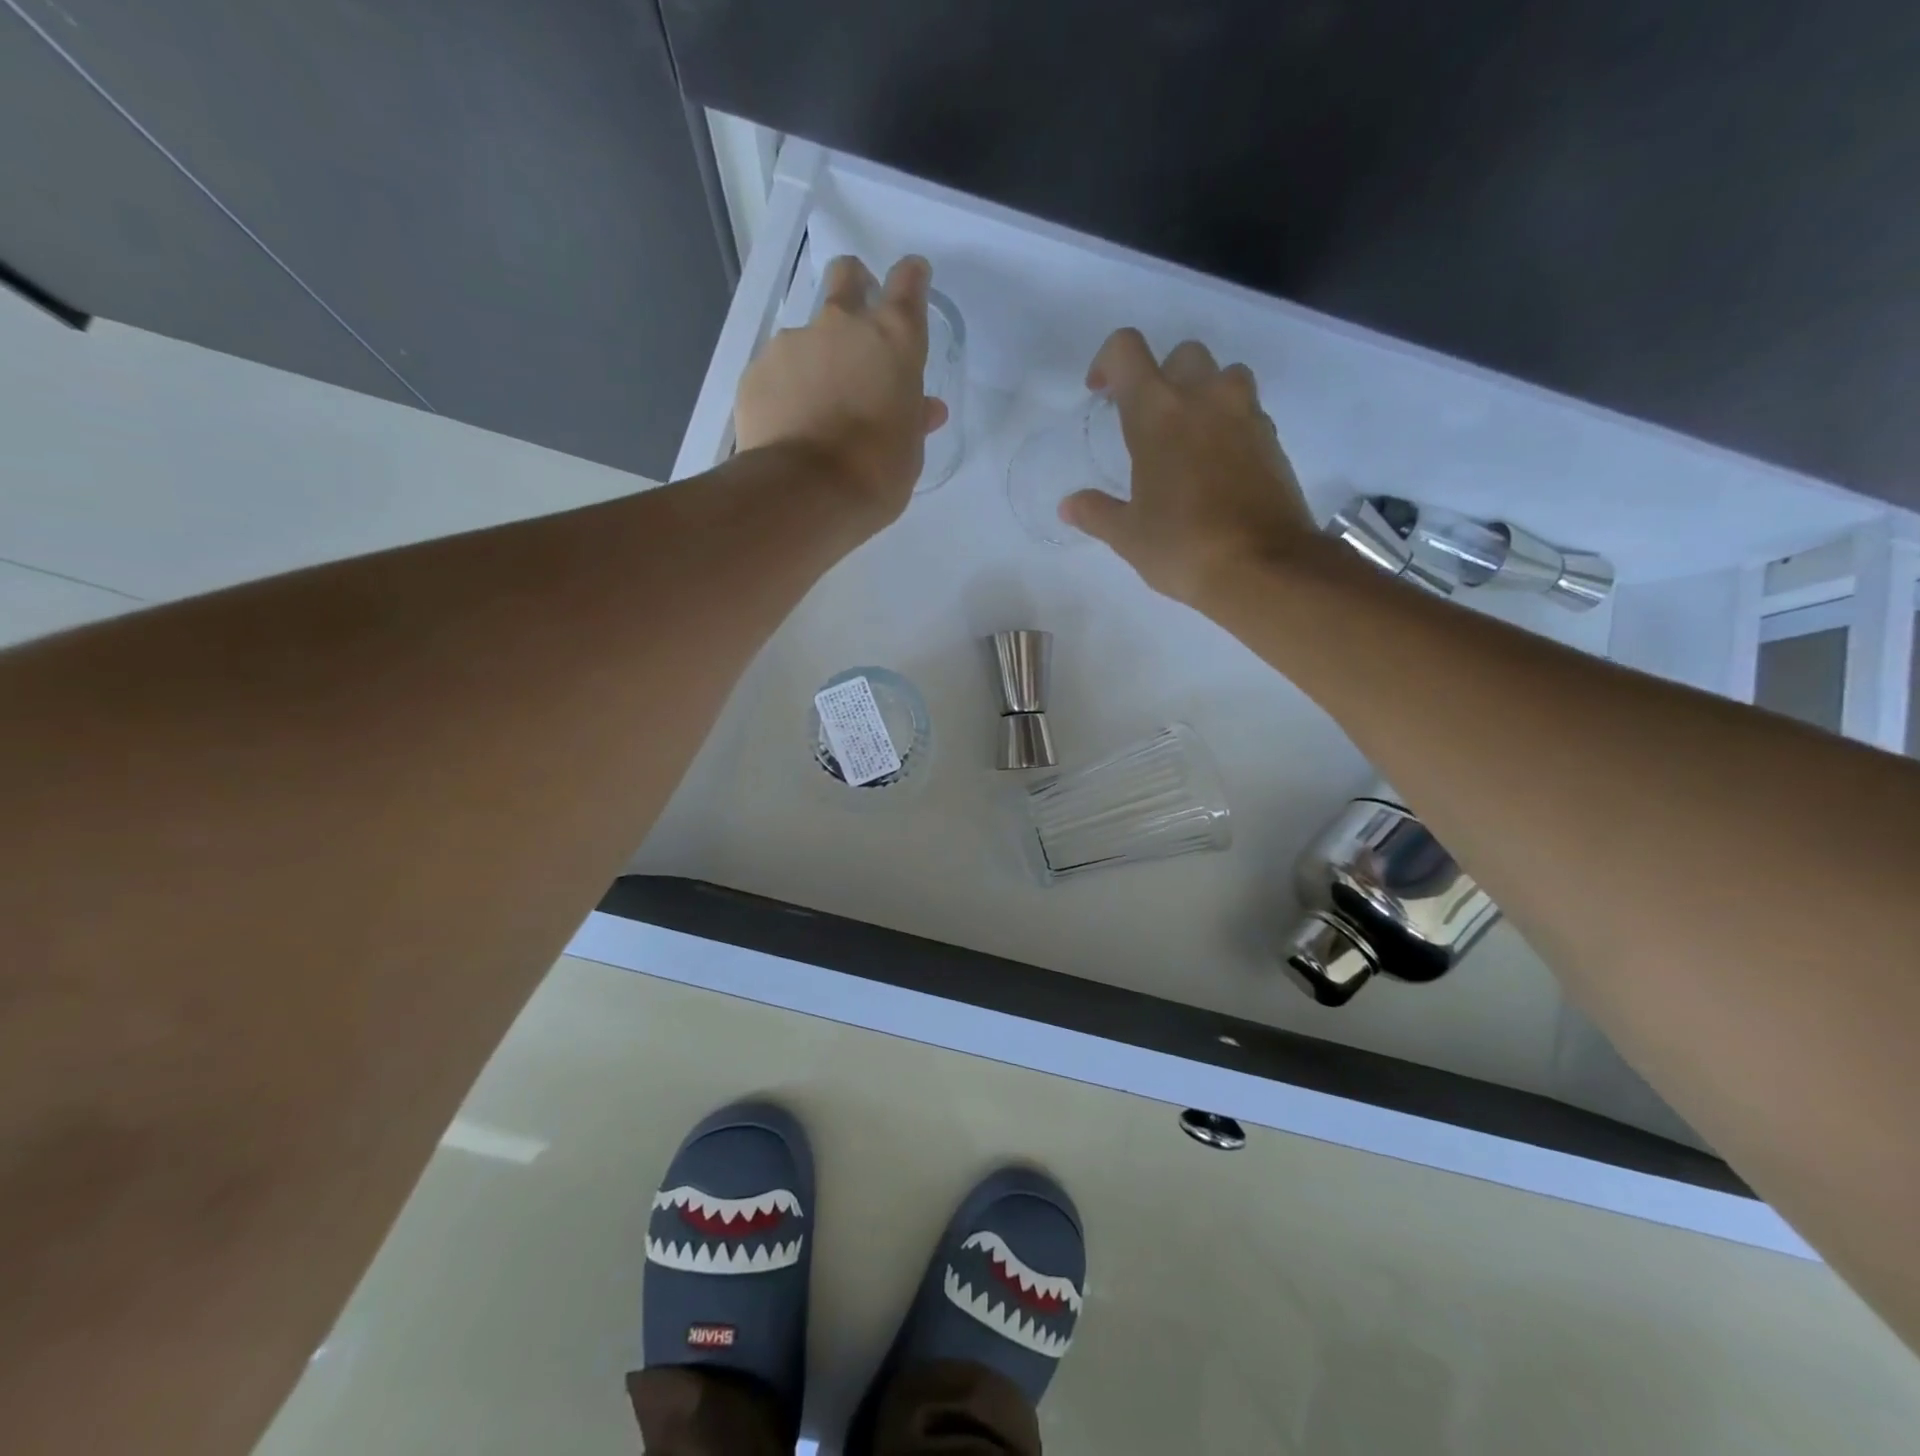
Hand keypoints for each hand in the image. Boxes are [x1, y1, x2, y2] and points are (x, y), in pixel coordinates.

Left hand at [734, 255, 947, 526]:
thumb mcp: (909, 451)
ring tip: (816, 408)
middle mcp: (842, 326)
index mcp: (893, 340)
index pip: (908, 284)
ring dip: (815, 358)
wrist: (805, 493)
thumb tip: (924, 408)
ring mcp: (793, 343)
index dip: (911, 279)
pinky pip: (776, 371)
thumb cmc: (876, 473)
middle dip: (853, 286)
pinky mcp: (756, 370)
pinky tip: (789, 424)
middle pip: (846, 276)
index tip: (912, 280)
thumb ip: (913, 418)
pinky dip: (786, 389)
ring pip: (807, 335)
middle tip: (856, 325)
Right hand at [1062, 328, 1314, 608]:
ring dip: (1204, 393)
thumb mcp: (1128, 536)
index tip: (1101, 394)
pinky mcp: (1273, 438)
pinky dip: (1229, 424)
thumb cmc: (1182, 546)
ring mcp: (1245, 414)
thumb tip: (1069, 505)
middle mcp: (1203, 398)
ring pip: (1224, 375)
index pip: (1126, 351)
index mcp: (1157, 413)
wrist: (1262, 566)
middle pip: (1182, 355)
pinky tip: (1218, 466)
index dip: (1107, 362)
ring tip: (1189, 436)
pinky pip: (1247, 411)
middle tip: (1149, 421)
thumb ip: (1096, 512)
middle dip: (1161, 377)